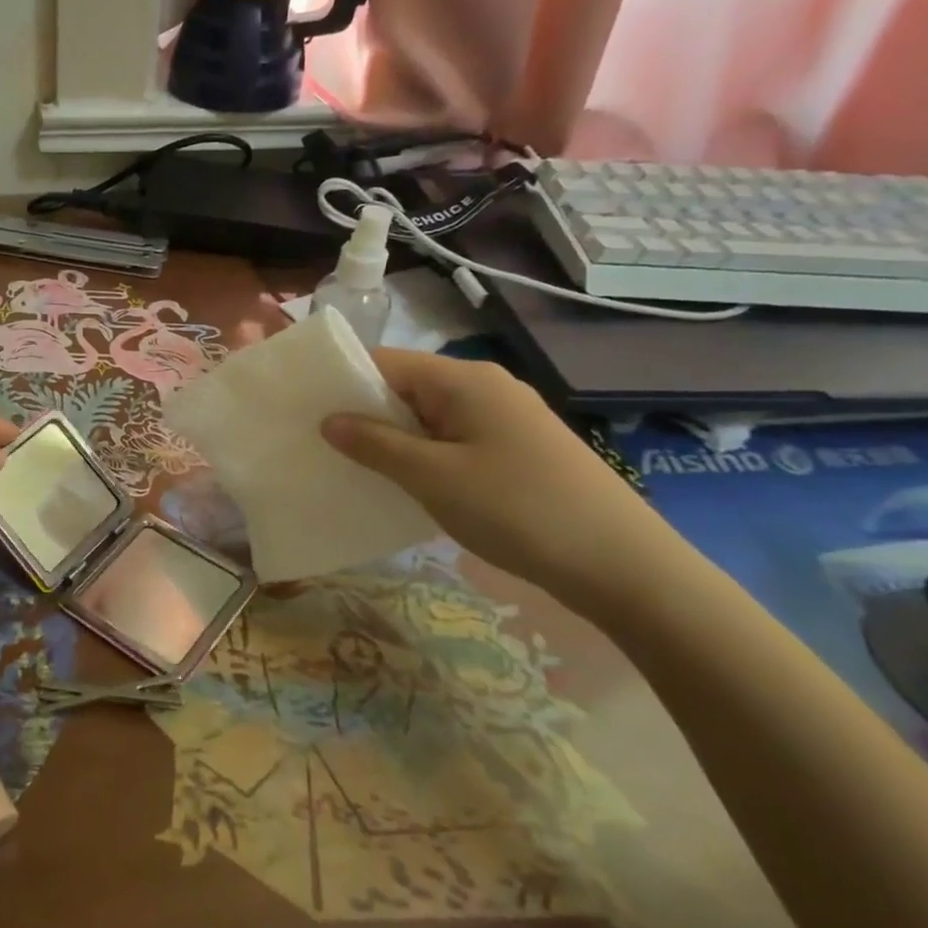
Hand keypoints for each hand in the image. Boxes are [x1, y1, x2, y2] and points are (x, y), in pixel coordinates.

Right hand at [319, 350, 686, 602]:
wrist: (623, 565)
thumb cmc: (517, 509)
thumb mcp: (433, 477)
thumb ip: (375, 444)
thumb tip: (329, 420)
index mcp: (464, 380)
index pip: (385, 362)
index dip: (342, 381)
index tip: (303, 408)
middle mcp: (486, 387)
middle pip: (407, 387)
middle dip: (363, 413)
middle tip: (319, 443)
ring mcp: (506, 418)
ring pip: (429, 417)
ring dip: (392, 439)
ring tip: (352, 466)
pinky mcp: (518, 449)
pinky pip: (453, 440)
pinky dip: (423, 455)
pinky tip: (405, 483)